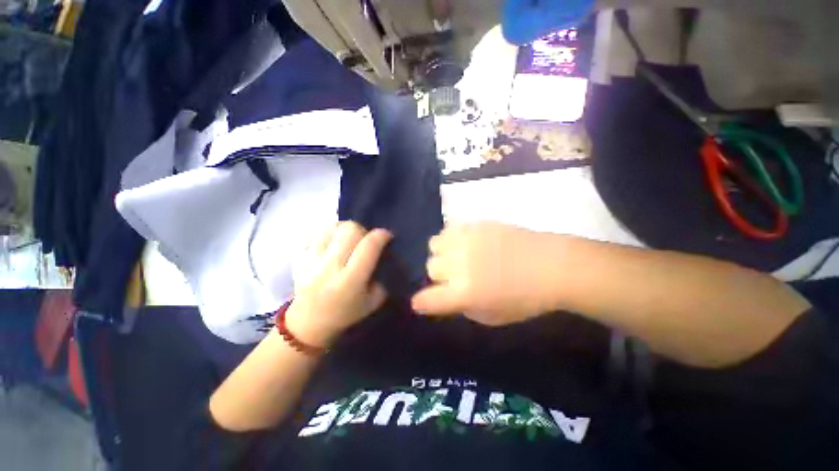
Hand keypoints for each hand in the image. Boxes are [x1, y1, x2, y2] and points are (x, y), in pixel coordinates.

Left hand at [285, 221, 391, 347]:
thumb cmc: (346, 313)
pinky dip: (329, 233)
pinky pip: (316, 232)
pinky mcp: (300, 257)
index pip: (369, 246)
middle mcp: (329, 267)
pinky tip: (333, 243)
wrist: (309, 323)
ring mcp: (311, 260)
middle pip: (350, 230)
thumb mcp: (374, 301)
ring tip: (348, 239)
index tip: (386, 236)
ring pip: (332, 227)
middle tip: (365, 239)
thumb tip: (384, 253)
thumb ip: (382, 276)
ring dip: (345, 230)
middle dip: (363, 230)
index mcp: (350, 281)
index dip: (381, 235)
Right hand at [411, 222, 560, 325]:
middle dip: (440, 276)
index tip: (422, 302)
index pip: (427, 299)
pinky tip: (465, 243)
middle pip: (431, 267)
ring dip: (442, 254)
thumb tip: (447, 295)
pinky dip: (451, 238)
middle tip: (455, 277)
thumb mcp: (491, 316)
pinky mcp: (475, 224)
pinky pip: (449, 228)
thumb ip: (462, 306)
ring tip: (457, 256)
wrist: (550, 265)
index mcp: (463, 292)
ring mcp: (466, 240)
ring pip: (435, 244)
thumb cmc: (524, 298)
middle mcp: (459, 264)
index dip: (422, 302)